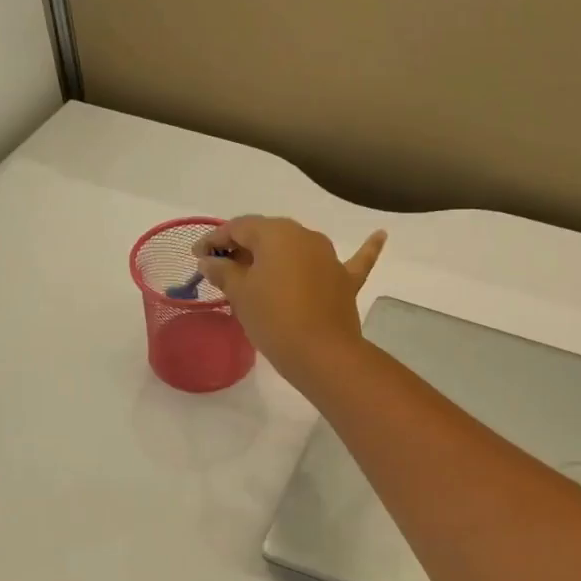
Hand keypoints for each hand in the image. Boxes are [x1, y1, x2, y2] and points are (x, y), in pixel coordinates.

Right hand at [194, 218, 386, 384]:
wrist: (320, 353)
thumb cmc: (273, 318)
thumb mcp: (240, 294)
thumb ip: (224, 272)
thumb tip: (210, 261)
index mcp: (276, 232)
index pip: (239, 227)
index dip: (215, 240)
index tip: (198, 257)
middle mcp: (306, 236)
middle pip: (269, 235)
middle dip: (244, 248)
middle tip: (223, 267)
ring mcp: (330, 258)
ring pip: (299, 249)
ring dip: (279, 255)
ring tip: (259, 268)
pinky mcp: (346, 282)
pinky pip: (355, 261)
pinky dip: (366, 248)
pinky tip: (381, 234)